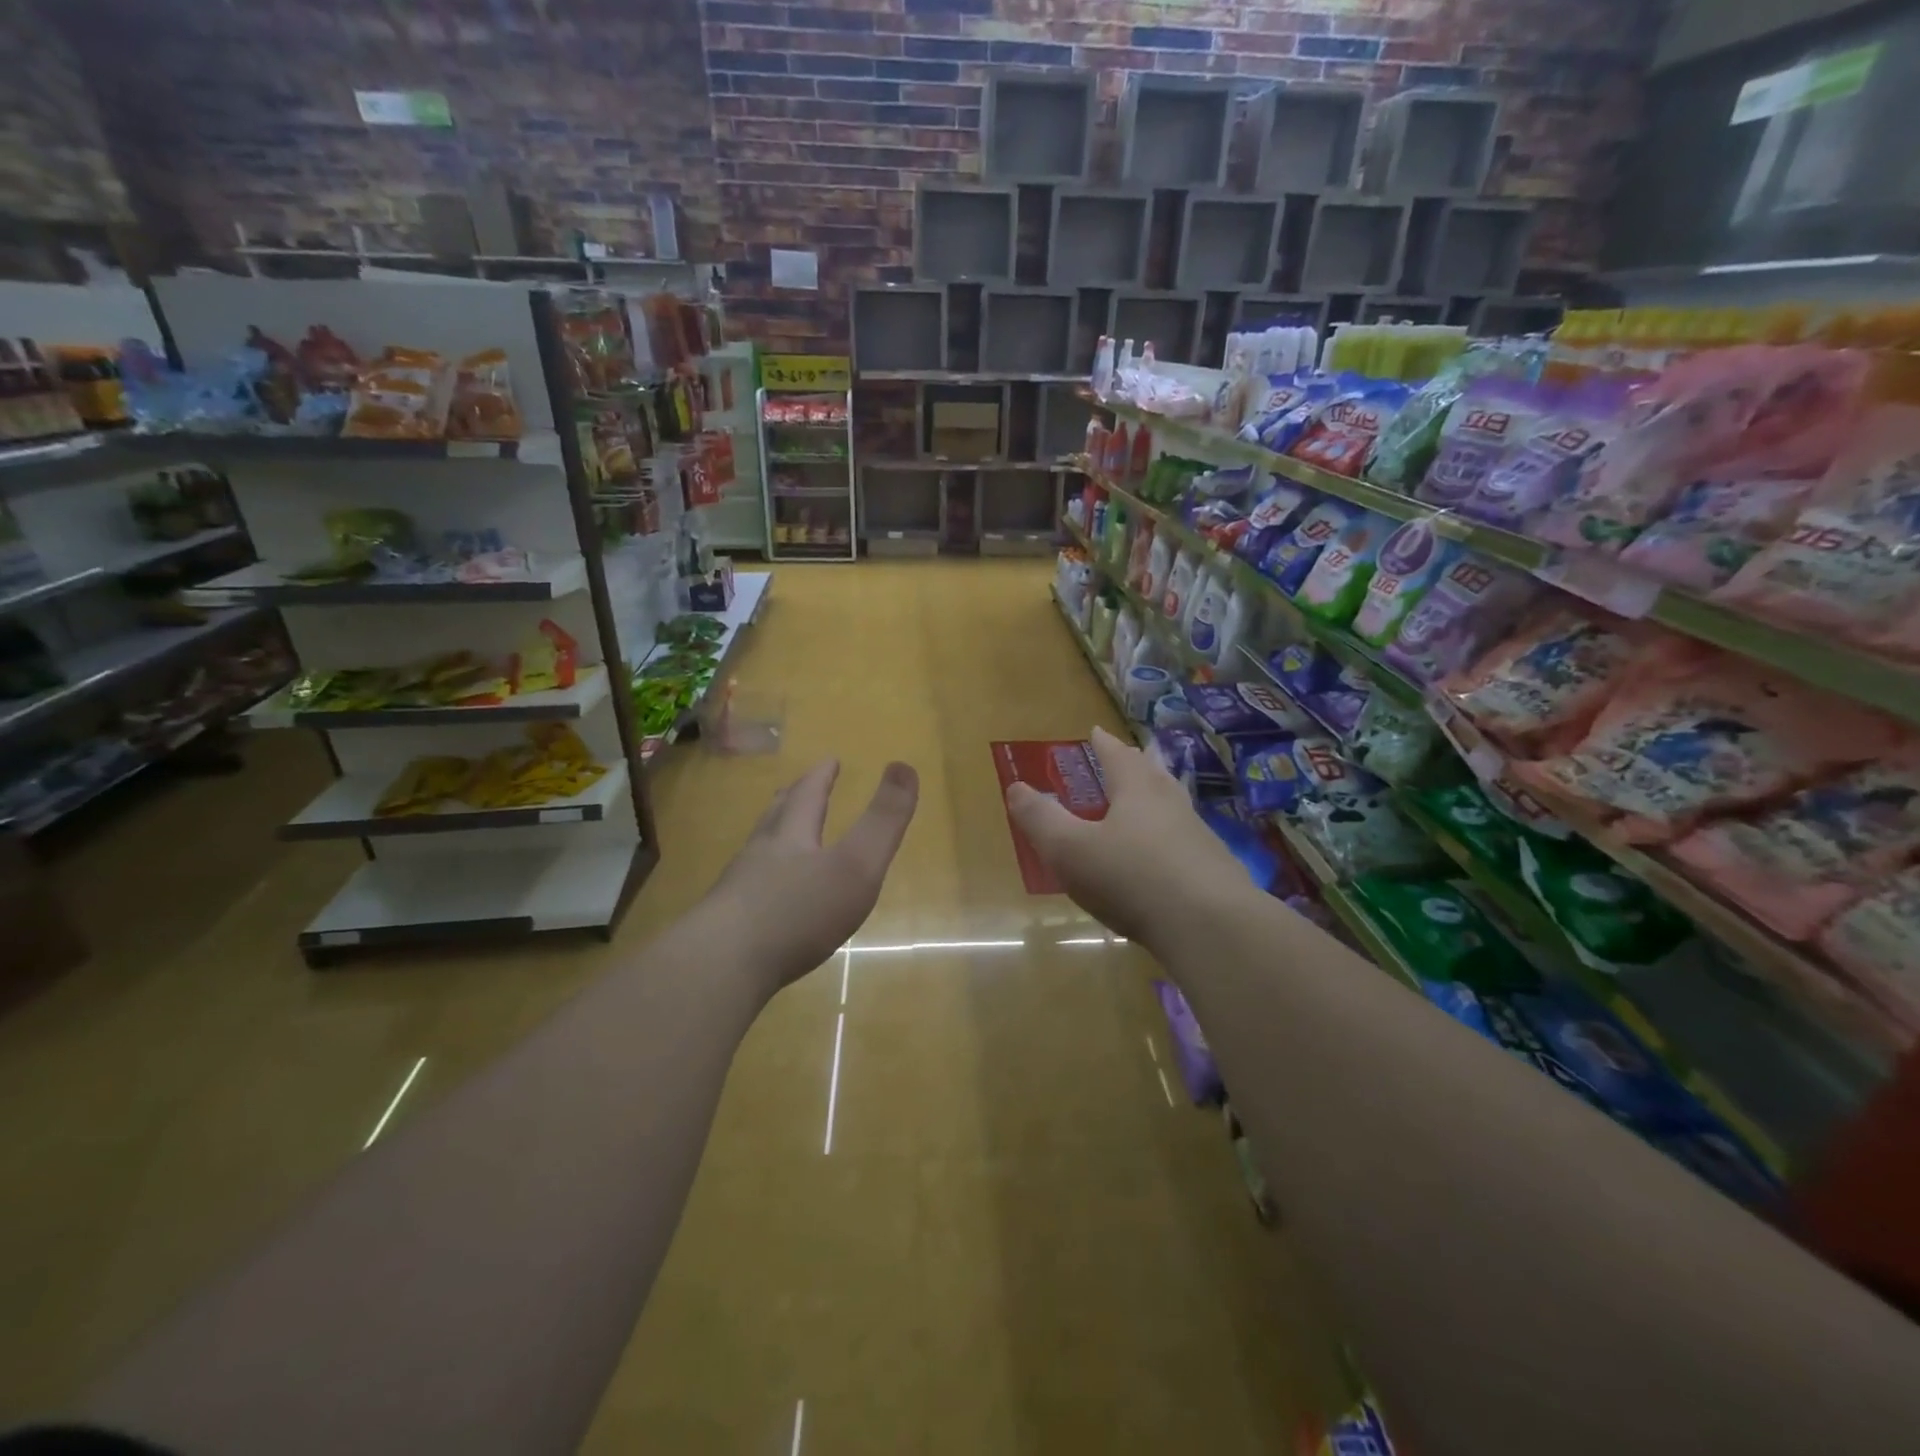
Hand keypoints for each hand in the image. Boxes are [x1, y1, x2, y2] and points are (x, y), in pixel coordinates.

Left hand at [705, 758, 918, 996]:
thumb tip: (904, 766)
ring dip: (772, 839)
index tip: (829, 761)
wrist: (721, 967)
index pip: (807, 795)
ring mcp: (737, 890)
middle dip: (792, 801)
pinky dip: (761, 883)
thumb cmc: (797, 912)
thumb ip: (883, 821)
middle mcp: (760, 854)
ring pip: (756, 853)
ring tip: (778, 837)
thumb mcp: (856, 865)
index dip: (821, 776)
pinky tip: (766, 901)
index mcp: (792, 836)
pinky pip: (746, 892)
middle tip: (796, 789)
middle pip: (776, 818)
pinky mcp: (725, 925)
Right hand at [1005, 726, 1247, 950]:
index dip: (1104, 744)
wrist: (1212, 927)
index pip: (1118, 757)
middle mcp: (1172, 805)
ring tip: (1147, 802)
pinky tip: (1165, 860)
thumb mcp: (1070, 849)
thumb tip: (1015, 787)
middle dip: (1136, 764)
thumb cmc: (1132, 879)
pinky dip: (1170, 840)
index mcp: (1137, 791)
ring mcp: (1199, 838)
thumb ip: (1041, 819)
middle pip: (1153, 775)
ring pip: (1174, 807)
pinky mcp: (1215, 872)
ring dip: (1157, 800)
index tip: (1097, 731)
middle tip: (1127, 758)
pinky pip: (1186, 843)